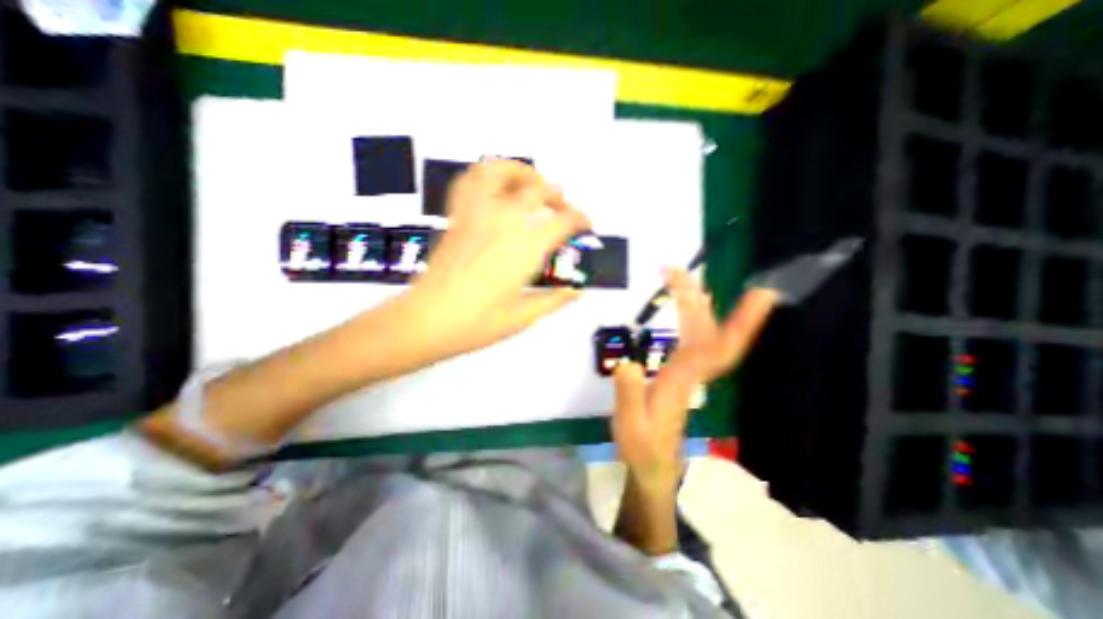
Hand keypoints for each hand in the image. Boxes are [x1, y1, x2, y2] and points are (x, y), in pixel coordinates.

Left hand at [408, 162, 589, 356]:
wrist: (427, 320)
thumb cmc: (478, 323)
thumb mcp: (523, 317)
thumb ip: (554, 300)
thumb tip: (577, 292)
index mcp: (527, 247)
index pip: (564, 221)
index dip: (580, 219)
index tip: (586, 224)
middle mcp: (505, 221)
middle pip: (539, 189)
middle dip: (557, 195)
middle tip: (561, 209)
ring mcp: (478, 213)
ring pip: (502, 171)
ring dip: (523, 173)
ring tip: (531, 185)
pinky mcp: (457, 216)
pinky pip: (469, 180)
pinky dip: (486, 174)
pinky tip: (496, 187)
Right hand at [611, 270, 782, 493]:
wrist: (653, 463)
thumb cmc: (641, 446)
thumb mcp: (628, 424)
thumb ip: (628, 395)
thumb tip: (627, 363)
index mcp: (681, 381)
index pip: (715, 349)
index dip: (740, 324)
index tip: (759, 296)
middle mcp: (691, 371)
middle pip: (707, 331)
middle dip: (696, 297)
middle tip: (677, 269)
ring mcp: (687, 370)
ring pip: (701, 331)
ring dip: (693, 302)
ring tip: (680, 276)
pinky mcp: (680, 371)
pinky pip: (693, 338)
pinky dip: (691, 317)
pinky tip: (687, 304)